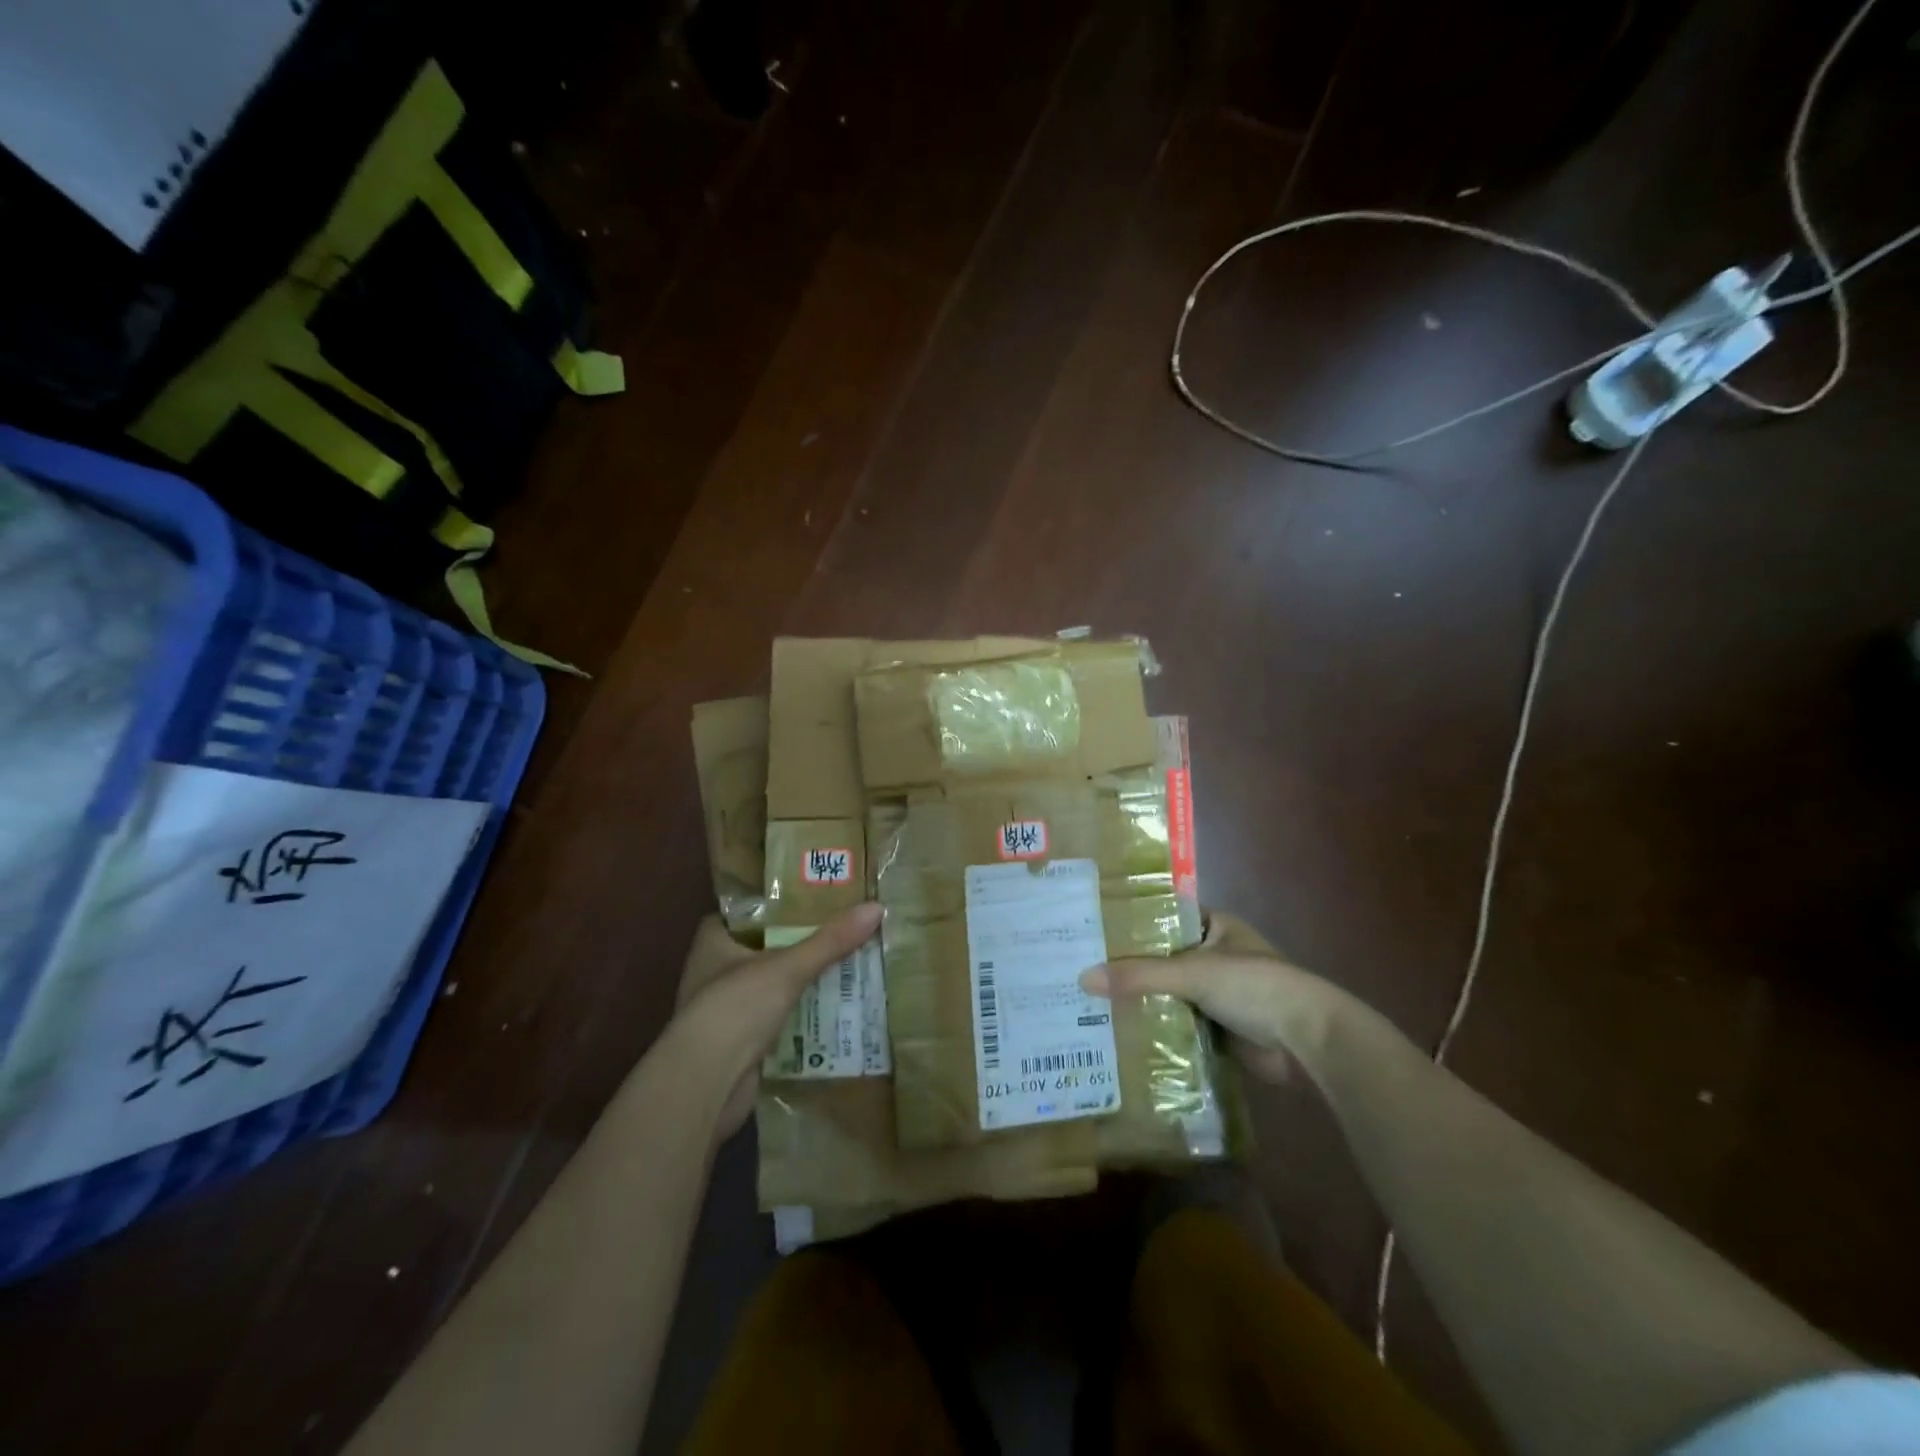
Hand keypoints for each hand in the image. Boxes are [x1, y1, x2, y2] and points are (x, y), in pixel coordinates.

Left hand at [668, 902, 882, 1132]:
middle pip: (763, 947)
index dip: (775, 903)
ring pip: (772, 984)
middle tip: (840, 927)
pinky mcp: (740, 1042)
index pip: (745, 911)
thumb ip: (830, 940)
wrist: (706, 1084)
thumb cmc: (736, 1008)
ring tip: (847, 962)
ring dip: (802, 980)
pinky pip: (777, 1017)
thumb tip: (876, 907)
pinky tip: (834, 1006)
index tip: (812, 896)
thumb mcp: (788, 967)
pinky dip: (801, 1013)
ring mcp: (726, 1009)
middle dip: (798, 942)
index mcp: (713, 942)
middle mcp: (714, 971)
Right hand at [1079, 911, 1337, 1081]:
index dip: (1130, 921)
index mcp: (1215, 927)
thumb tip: (1084, 977)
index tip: (1091, 927)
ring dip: (1140, 997)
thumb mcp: (1193, 972)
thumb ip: (1140, 975)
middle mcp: (1215, 955)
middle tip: (1079, 965)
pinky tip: (1119, 1030)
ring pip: (1169, 991)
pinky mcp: (1219, 1026)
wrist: (1307, 1041)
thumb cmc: (1255, 986)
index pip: (1163, 916)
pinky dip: (1156, 1025)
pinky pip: (1178, 1021)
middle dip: (1129, 964)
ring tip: (1089, 998)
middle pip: (1162, 956)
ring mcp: (1218, 993)